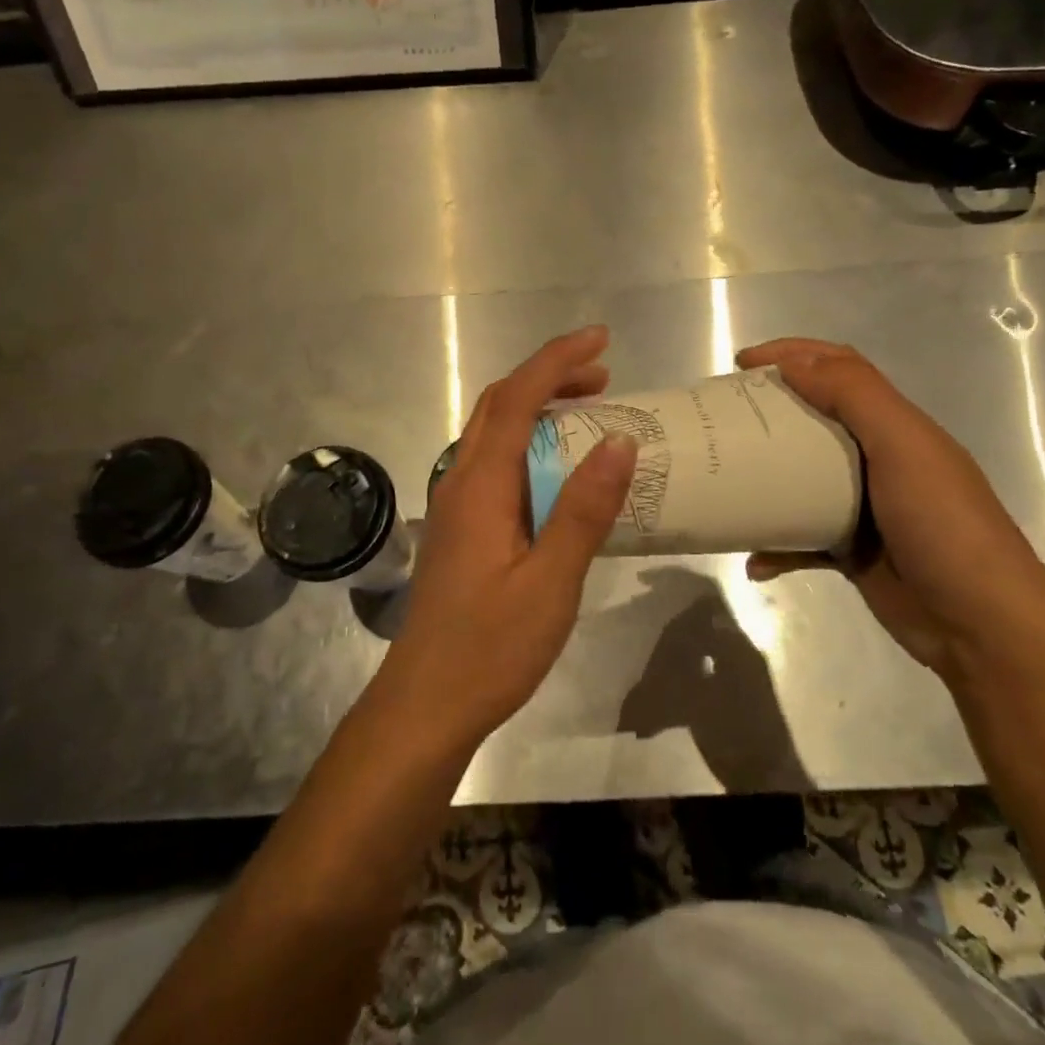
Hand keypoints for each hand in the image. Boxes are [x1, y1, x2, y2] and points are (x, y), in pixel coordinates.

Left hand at [374, 325, 637, 751]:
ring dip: (538, 411)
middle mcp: (460, 482)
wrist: (425, 705)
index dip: (556, 361)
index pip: (516, 399)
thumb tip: (618, 441)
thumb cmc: (490, 647)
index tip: (600, 339)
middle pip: (499, 406)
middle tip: (604, 379)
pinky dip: (530, 446)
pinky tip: (560, 474)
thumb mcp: (551, 582)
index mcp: (479, 486)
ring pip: (494, 434)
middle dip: (549, 378)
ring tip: (590, 415)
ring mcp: (456, 506)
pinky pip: (496, 465)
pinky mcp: (461, 530)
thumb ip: (583, 510)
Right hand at [737, 338, 1044, 673]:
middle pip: (814, 419)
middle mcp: (879, 459)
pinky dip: (776, 547)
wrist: (981, 625)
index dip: (792, 355)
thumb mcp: (904, 446)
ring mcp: (864, 508)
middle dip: (768, 410)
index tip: (741, 362)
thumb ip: (854, 395)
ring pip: (801, 478)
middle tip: (725, 417)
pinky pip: (801, 539)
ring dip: (765, 477)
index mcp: (896, 425)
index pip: (840, 369)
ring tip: (727, 478)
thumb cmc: (943, 524)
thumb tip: (794, 363)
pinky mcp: (852, 552)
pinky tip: (755, 561)